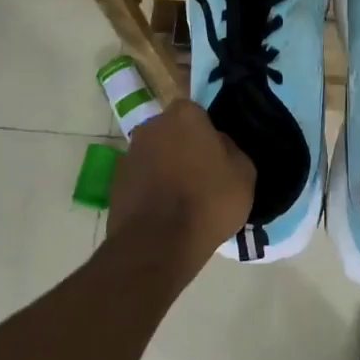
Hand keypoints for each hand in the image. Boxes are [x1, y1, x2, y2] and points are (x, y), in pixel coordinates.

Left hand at [108, 100, 255, 278]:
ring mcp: (129, 153)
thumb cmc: (208, 202)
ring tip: (182, 200)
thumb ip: (231, 150)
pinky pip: (141, 179)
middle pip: (173, 132)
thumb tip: (218, 145)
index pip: (198, 114)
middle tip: (201, 177)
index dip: (208, 135)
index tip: (217, 157)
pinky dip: (150, 190)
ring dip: (166, 169)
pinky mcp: (115, 182)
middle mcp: (151, 126)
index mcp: (184, 115)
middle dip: (184, 148)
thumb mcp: (244, 174)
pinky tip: (163, 213)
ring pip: (155, 155)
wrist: (159, 244)